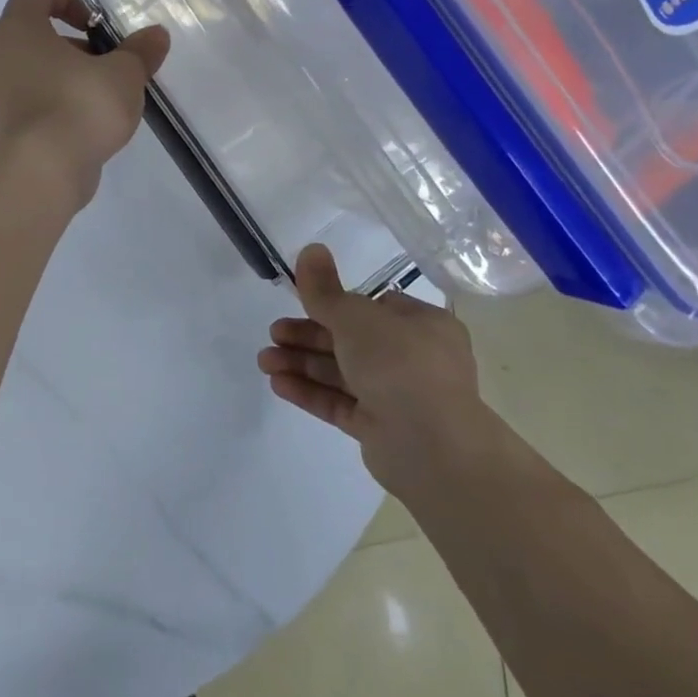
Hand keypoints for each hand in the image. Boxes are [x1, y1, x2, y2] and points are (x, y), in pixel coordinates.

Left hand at [0, 0, 169, 208]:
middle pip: (35, 32)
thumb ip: (140, 51)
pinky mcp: (3, 126)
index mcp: (17, 28)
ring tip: (103, 98)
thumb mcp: (123, 74)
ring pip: (33, 69)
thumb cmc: (80, 106)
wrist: (42, 172)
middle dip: (76, 44)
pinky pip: (31, 101)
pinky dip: (57, 104)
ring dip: (67, 75)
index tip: (97, 25)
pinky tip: (87, 125)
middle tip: (108, 65)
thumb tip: (156, 35)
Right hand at [257, 244, 489, 503]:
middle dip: (307, 336)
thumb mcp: (356, 316)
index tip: (301, 303)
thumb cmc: (400, 364)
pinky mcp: (380, 429)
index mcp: (422, 325)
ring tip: (264, 361)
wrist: (433, 447)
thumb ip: (325, 289)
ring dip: (301, 363)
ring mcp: (397, 396)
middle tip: (273, 334)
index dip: (335, 304)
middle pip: (350, 340)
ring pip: (341, 373)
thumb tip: (310, 248)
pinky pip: (340, 403)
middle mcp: (413, 358)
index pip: (374, 306)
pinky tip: (278, 384)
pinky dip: (310, 392)